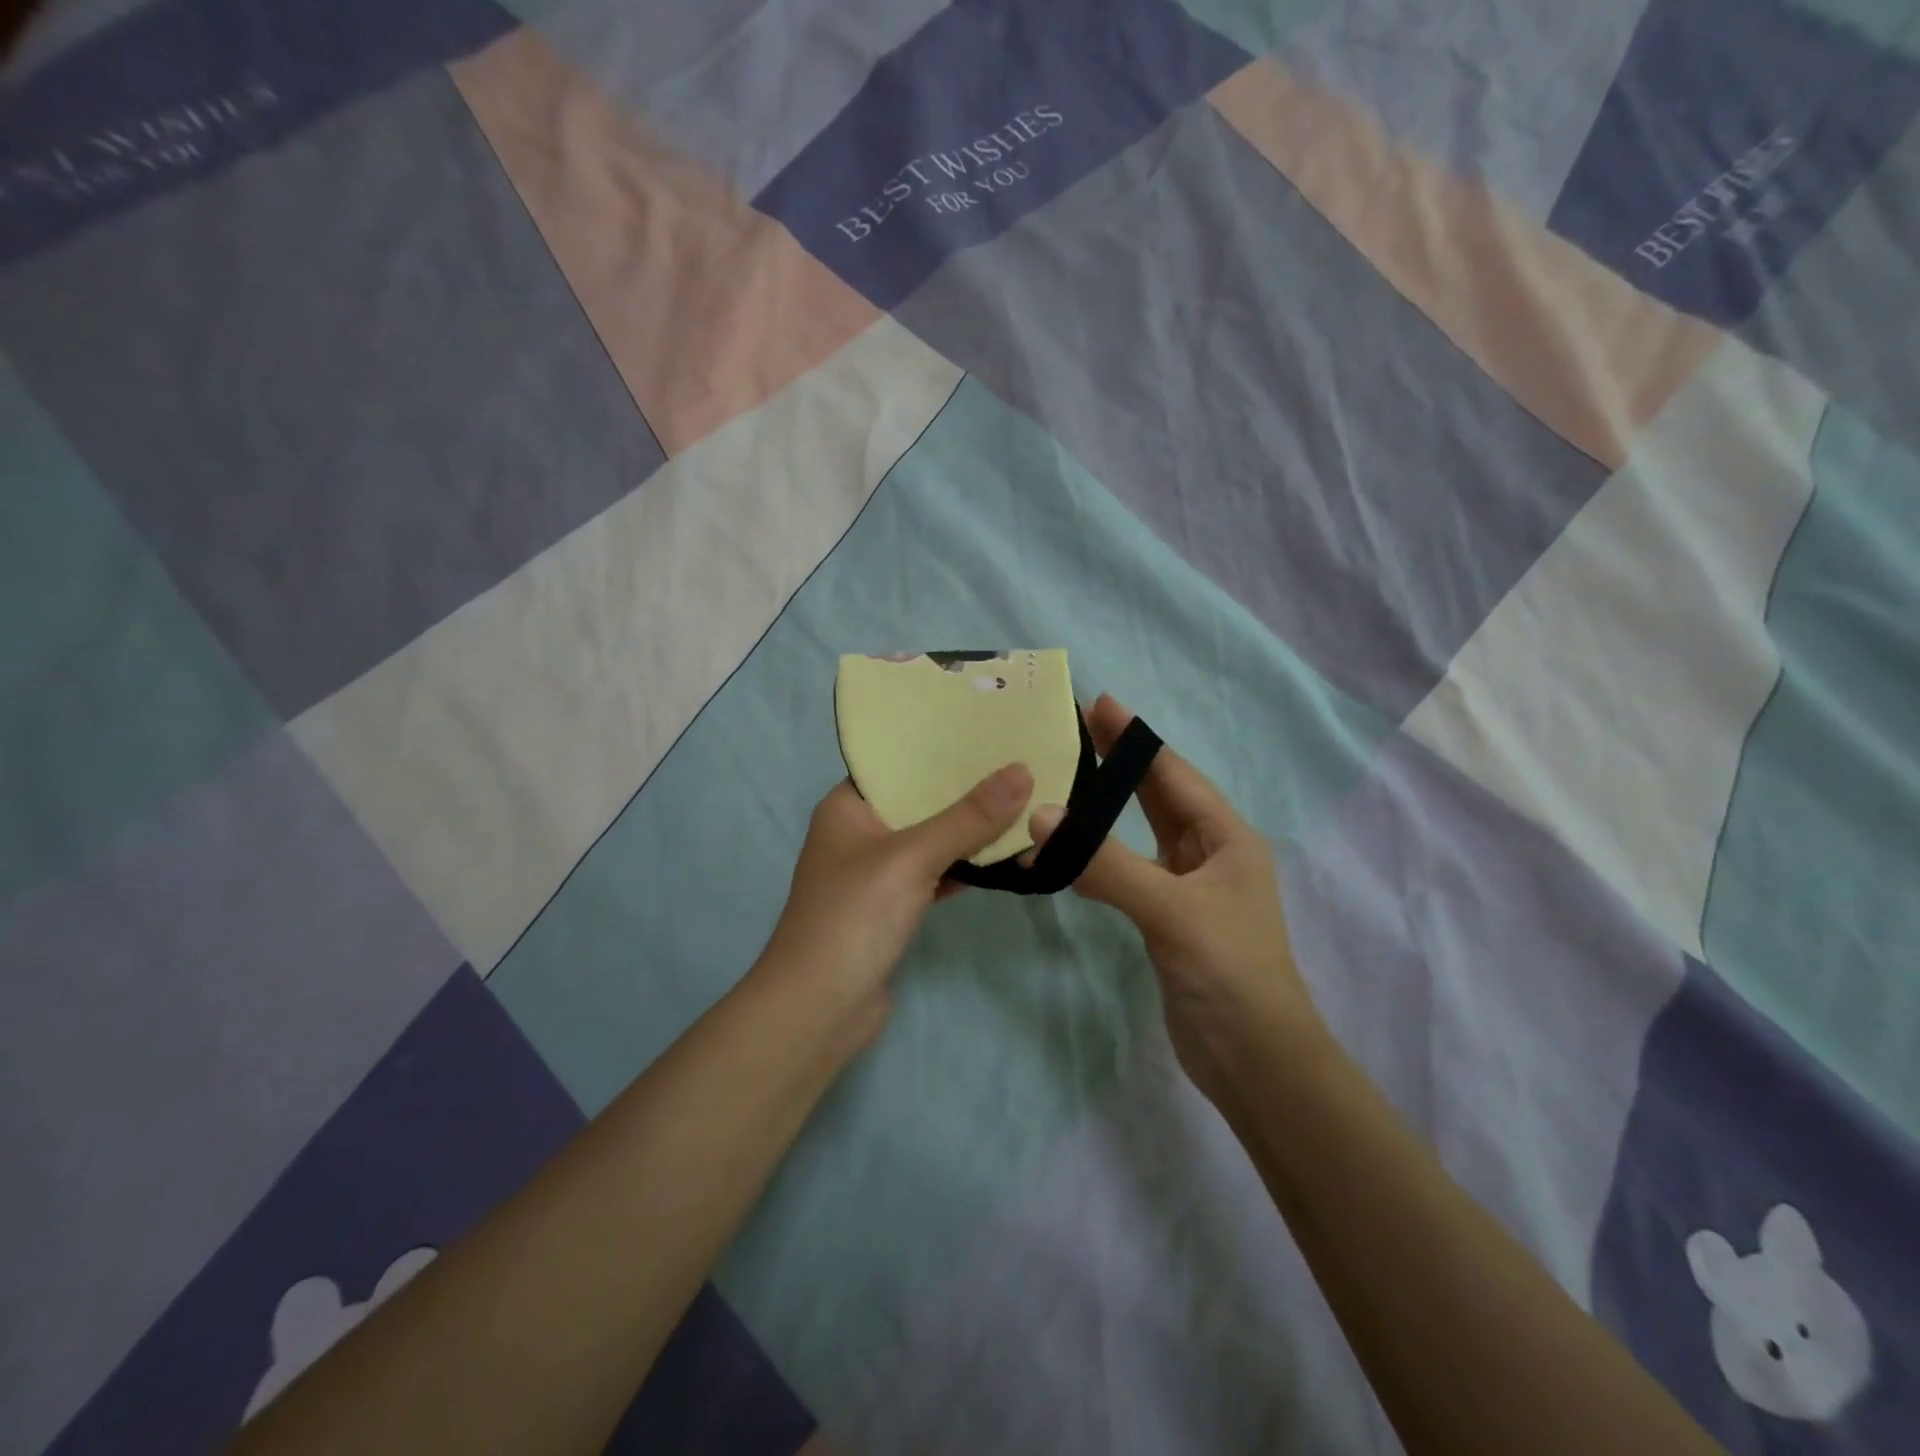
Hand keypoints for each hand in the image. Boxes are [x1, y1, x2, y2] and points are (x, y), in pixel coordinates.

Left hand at [758, 764, 1034, 1038]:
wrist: (820, 1009)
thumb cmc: (855, 916)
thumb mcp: (913, 857)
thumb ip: (968, 818)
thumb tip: (1023, 771)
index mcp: (847, 807)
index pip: (896, 763)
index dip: (939, 748)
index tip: (987, 731)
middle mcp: (858, 834)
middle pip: (918, 802)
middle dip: (964, 790)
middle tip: (1018, 764)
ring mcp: (874, 874)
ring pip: (929, 840)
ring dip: (968, 831)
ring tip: (1021, 801)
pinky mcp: (891, 908)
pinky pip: (933, 875)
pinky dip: (962, 868)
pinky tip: (1003, 857)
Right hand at [1026, 695, 1321, 1099]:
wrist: (1255, 1061)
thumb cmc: (1229, 972)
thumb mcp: (1170, 909)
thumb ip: (1106, 863)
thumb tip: (1043, 816)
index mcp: (1227, 839)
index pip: (1174, 775)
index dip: (1137, 739)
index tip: (1100, 702)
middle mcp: (1210, 855)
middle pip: (1159, 796)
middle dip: (1121, 762)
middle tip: (1077, 727)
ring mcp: (1188, 888)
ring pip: (1141, 834)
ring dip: (1107, 808)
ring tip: (1066, 778)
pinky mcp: (1167, 919)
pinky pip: (1128, 871)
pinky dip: (1099, 856)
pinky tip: (1068, 851)